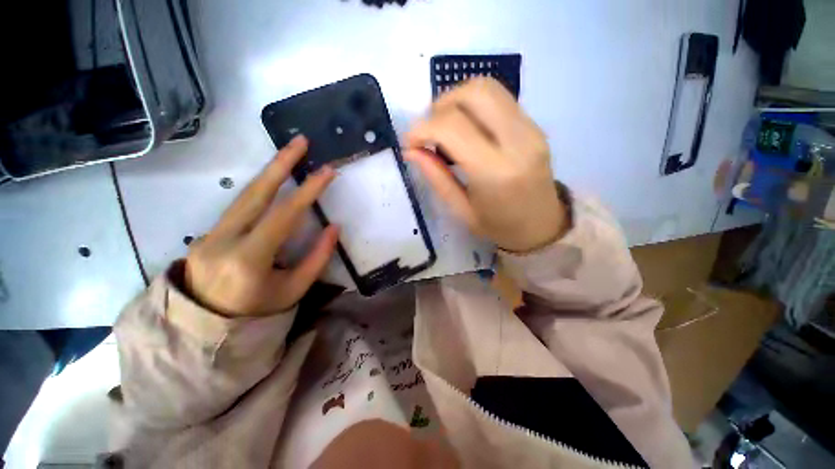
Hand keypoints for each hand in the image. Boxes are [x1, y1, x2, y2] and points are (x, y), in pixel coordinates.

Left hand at [184, 136, 338, 316]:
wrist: (207, 326)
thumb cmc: (258, 312)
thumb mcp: (295, 290)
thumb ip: (317, 258)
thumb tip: (333, 226)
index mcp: (248, 260)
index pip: (283, 216)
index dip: (308, 191)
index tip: (327, 172)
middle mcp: (222, 240)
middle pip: (254, 193)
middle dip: (279, 163)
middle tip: (300, 141)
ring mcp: (209, 234)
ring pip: (243, 195)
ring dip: (269, 172)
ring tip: (289, 154)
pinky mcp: (207, 232)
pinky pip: (239, 207)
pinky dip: (260, 192)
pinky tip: (275, 183)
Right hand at [405, 78, 567, 252]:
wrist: (542, 225)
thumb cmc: (498, 226)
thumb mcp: (461, 210)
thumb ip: (436, 177)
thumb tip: (411, 150)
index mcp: (495, 172)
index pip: (452, 127)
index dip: (422, 128)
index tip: (410, 143)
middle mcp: (517, 141)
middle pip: (473, 93)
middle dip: (439, 106)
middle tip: (428, 132)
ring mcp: (530, 129)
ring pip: (487, 88)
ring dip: (456, 100)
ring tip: (444, 128)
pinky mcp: (534, 125)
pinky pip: (499, 99)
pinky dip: (473, 106)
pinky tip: (466, 129)